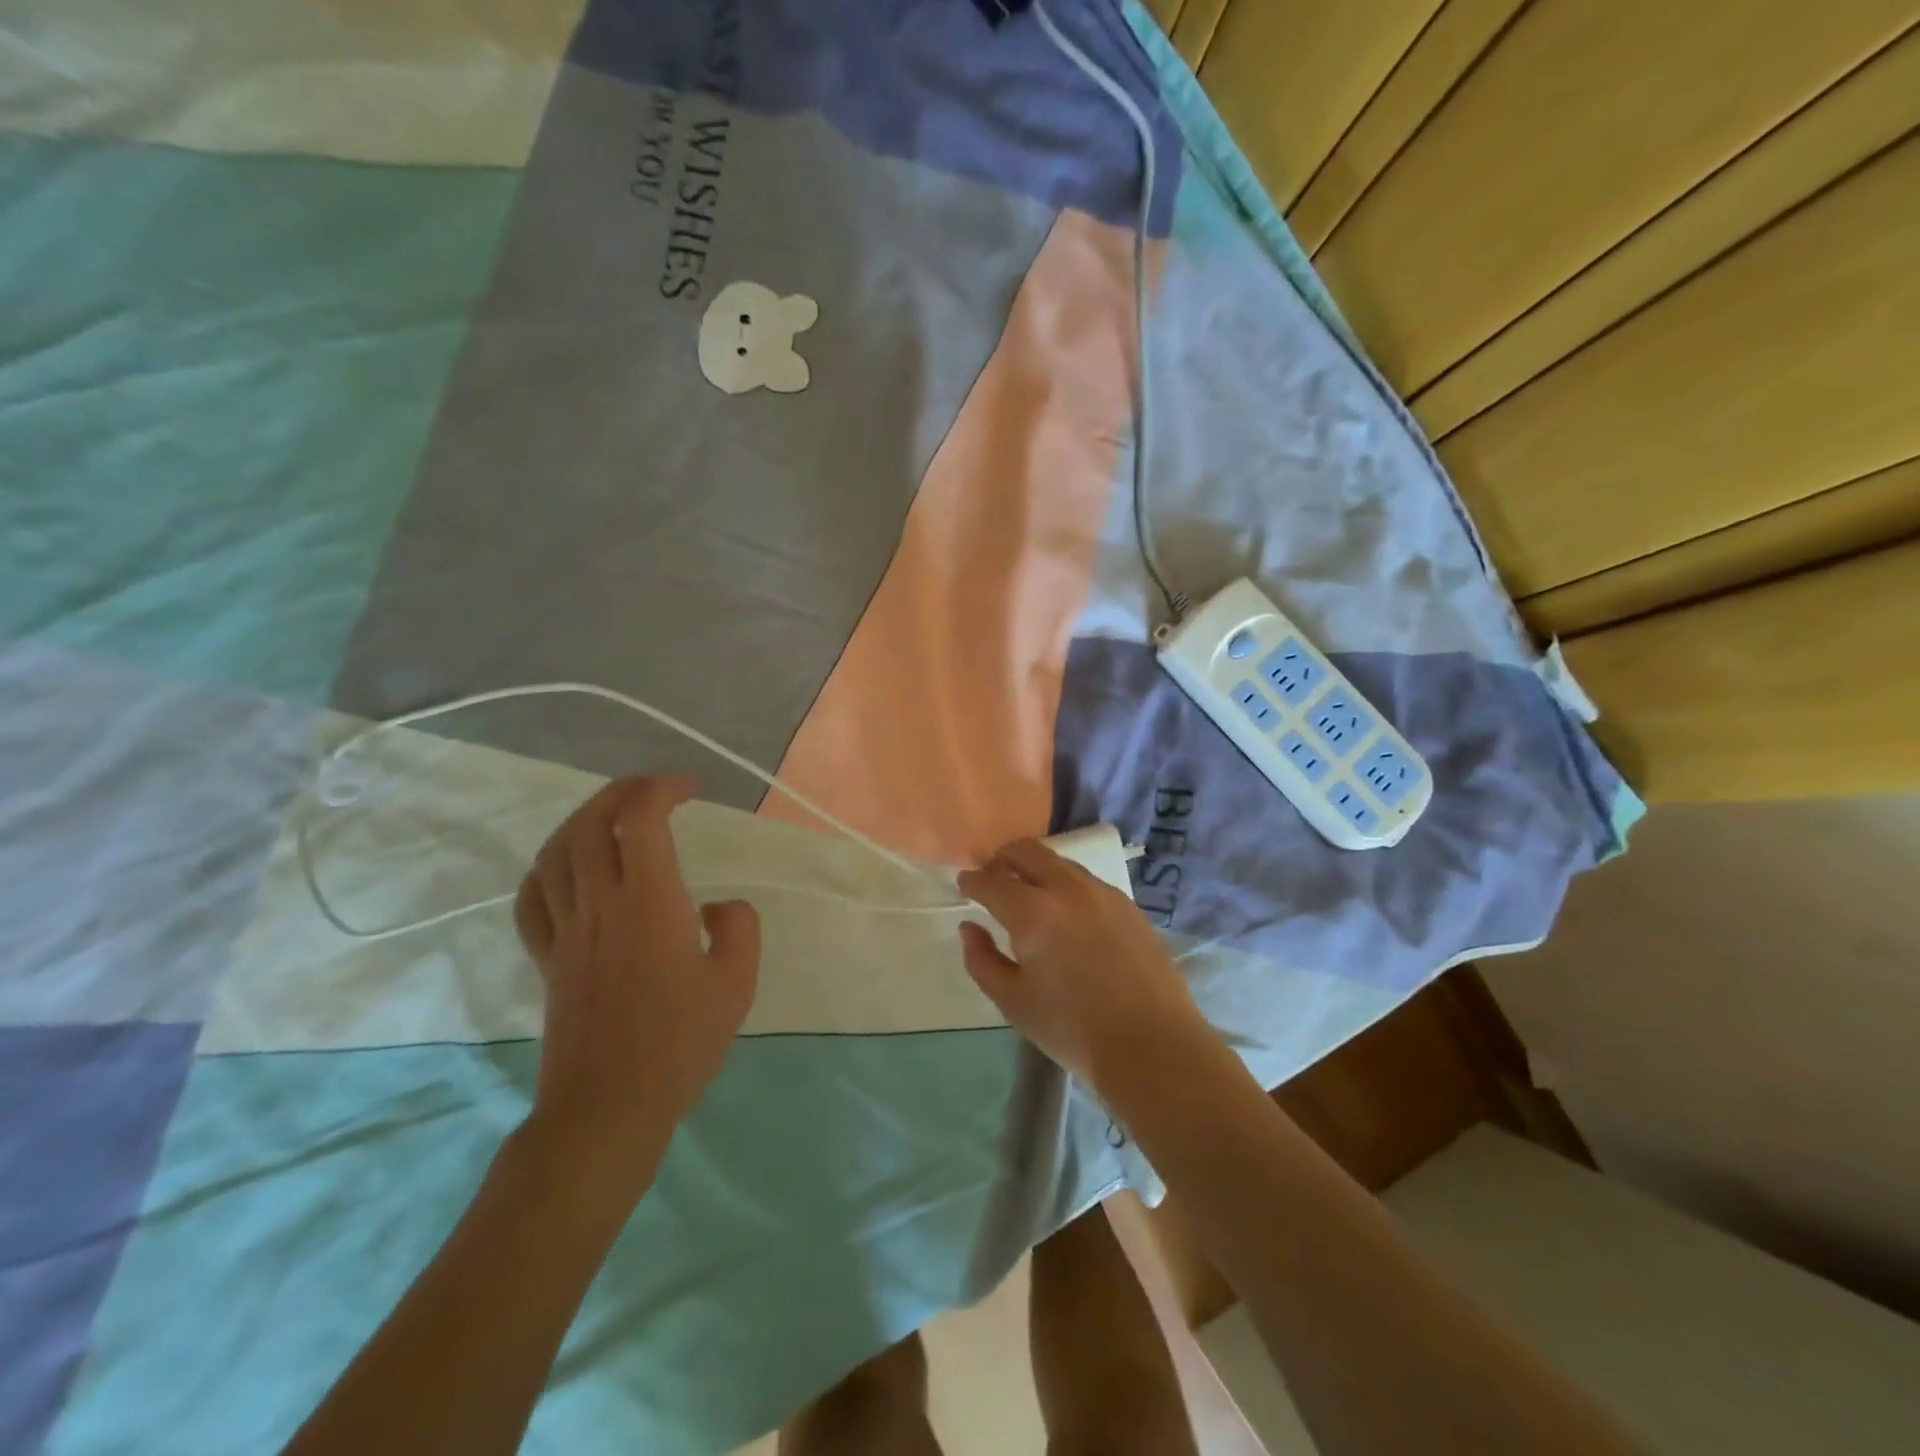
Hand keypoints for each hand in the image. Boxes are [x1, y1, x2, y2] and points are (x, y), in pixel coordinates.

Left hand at [513, 776, 759, 1199]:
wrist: (608, 1109)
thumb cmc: (680, 1044)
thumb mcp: (737, 983)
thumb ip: (740, 928)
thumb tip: (717, 907)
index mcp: (648, 905)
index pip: (640, 821)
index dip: (661, 789)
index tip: (690, 788)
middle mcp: (599, 905)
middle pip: (591, 824)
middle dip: (622, 792)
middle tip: (655, 790)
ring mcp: (566, 932)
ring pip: (556, 853)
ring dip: (583, 819)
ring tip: (613, 816)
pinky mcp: (548, 959)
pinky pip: (532, 899)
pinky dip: (548, 868)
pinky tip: (568, 868)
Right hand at [956, 839, 1207, 1094]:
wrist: (1152, 1044)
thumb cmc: (1072, 1029)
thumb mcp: (1013, 1002)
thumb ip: (982, 960)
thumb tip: (969, 928)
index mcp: (1033, 912)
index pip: (992, 880)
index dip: (973, 880)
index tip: (964, 883)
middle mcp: (1067, 889)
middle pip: (1028, 851)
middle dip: (1003, 859)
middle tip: (994, 879)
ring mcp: (1102, 893)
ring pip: (1060, 862)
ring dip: (1037, 868)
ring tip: (1029, 894)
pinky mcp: (1128, 905)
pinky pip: (1087, 880)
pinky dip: (1066, 884)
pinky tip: (1067, 912)